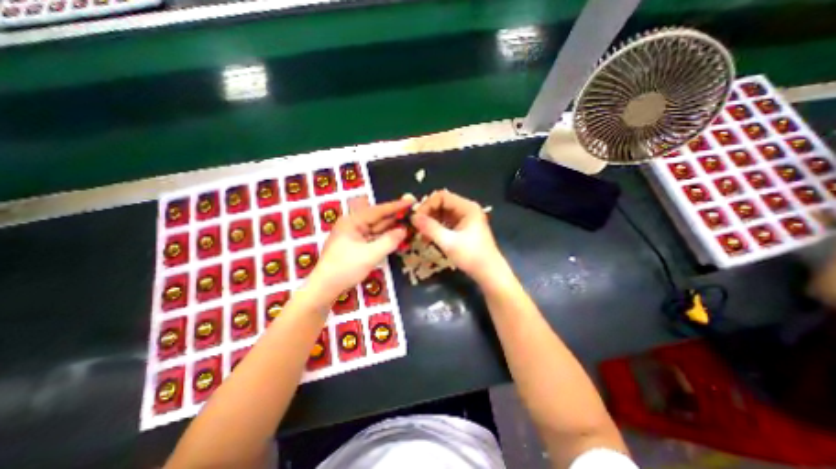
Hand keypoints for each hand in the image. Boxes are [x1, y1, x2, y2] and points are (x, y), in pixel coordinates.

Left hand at [305, 195, 411, 300]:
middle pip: (377, 217)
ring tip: (407, 222)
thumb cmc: (345, 269)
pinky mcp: (355, 245)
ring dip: (390, 226)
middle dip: (394, 215)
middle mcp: (352, 225)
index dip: (395, 206)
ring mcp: (353, 235)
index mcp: (352, 222)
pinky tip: (395, 236)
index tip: (410, 201)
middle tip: (411, 212)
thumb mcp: (370, 255)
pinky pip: (373, 237)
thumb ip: (389, 241)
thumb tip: (404, 230)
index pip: (378, 210)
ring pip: (375, 227)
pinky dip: (384, 236)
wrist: (324, 288)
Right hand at [410, 188, 505, 282]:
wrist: (489, 273)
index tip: (416, 218)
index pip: (442, 196)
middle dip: (428, 214)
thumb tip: (413, 217)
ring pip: (442, 213)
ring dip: (430, 221)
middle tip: (416, 227)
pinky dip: (436, 228)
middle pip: (441, 203)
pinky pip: (446, 222)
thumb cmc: (472, 256)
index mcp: (467, 207)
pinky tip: (429, 237)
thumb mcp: (448, 242)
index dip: (427, 205)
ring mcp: (465, 218)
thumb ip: (430, 228)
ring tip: (421, 234)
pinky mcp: (463, 227)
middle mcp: (466, 209)